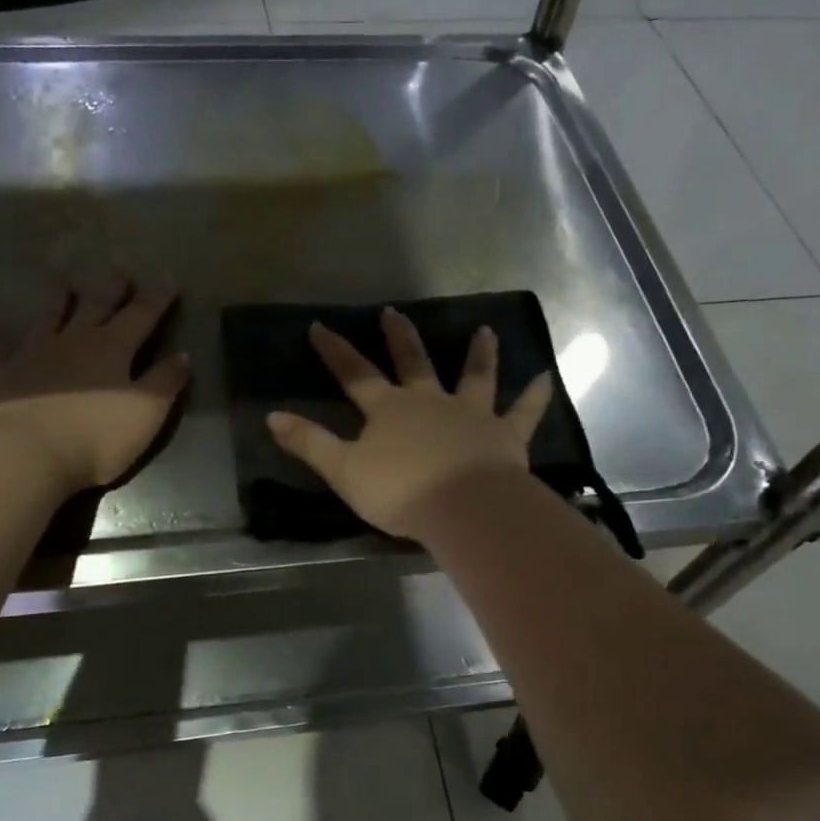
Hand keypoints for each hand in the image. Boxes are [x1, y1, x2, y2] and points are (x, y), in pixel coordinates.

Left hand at [0, 274, 189, 491]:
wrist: (32, 454)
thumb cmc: (98, 437)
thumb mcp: (147, 413)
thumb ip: (165, 382)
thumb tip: (182, 355)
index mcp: (112, 349)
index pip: (141, 316)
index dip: (157, 298)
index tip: (168, 278)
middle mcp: (74, 341)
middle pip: (96, 307)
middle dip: (111, 289)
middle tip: (119, 271)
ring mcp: (33, 353)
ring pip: (49, 317)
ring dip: (58, 299)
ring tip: (64, 281)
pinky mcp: (0, 372)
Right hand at [267, 307, 553, 539]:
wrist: (463, 508)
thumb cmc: (400, 491)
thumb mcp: (344, 471)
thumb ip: (310, 443)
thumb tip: (272, 416)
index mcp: (389, 410)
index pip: (355, 374)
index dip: (335, 351)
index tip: (319, 326)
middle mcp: (430, 401)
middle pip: (414, 363)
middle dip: (400, 338)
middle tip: (393, 312)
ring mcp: (471, 414)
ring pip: (475, 376)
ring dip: (479, 353)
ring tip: (485, 330)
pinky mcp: (505, 435)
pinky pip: (524, 412)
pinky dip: (535, 395)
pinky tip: (547, 377)